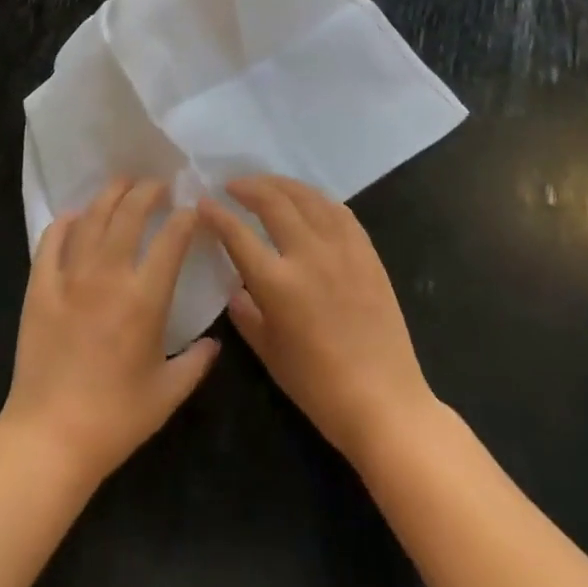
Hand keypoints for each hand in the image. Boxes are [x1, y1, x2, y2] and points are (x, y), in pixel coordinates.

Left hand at [0, 178, 219, 489]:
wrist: (51, 437)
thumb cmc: (115, 419)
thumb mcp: (167, 395)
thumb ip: (196, 363)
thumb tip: (215, 342)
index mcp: (144, 299)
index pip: (170, 240)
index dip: (184, 218)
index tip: (191, 210)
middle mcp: (108, 276)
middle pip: (129, 214)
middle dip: (147, 192)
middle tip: (157, 184)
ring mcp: (70, 277)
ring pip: (92, 219)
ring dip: (110, 195)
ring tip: (123, 184)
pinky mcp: (40, 286)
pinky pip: (51, 241)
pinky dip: (65, 222)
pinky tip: (74, 215)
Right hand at [200, 175, 436, 465]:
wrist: (384, 402)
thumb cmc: (319, 387)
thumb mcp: (269, 353)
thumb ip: (246, 314)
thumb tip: (236, 289)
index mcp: (277, 283)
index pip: (237, 234)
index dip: (216, 214)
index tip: (203, 203)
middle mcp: (308, 255)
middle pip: (273, 202)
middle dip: (247, 187)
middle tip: (232, 186)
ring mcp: (341, 250)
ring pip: (307, 198)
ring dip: (281, 185)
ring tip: (266, 184)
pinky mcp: (367, 254)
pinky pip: (339, 212)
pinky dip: (316, 199)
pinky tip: (307, 201)